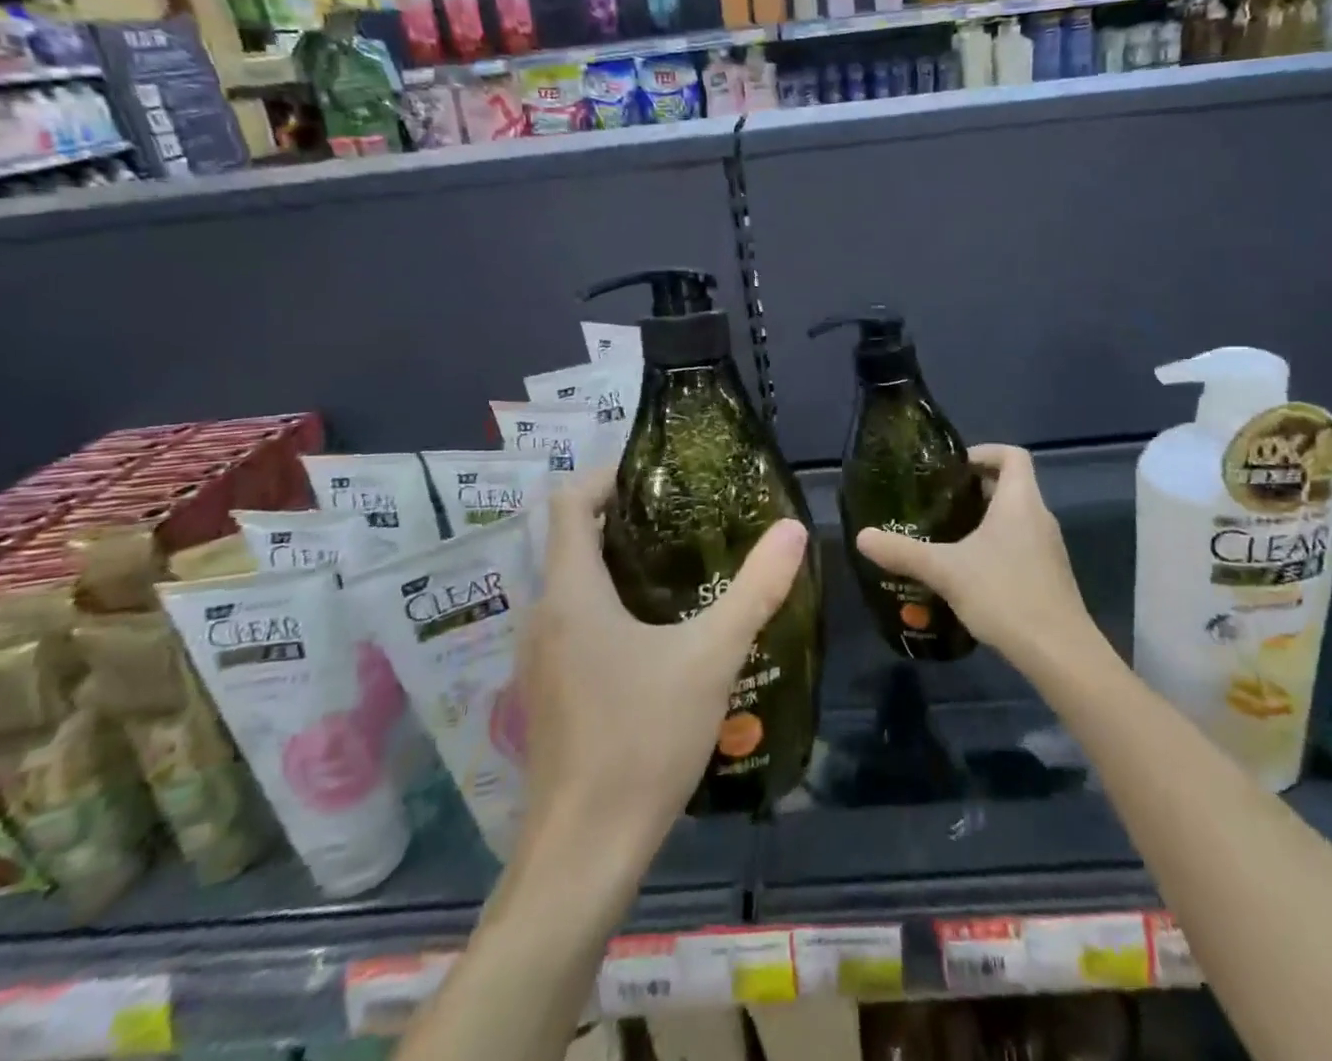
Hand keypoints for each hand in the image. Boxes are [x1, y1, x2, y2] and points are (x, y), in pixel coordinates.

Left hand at [517, 467, 806, 862]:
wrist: (584, 853)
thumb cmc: (641, 740)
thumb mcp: (711, 657)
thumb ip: (755, 589)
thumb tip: (793, 529)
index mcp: (570, 592)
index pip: (567, 502)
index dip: (606, 477)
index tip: (656, 478)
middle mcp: (543, 615)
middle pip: (572, 541)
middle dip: (624, 522)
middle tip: (685, 520)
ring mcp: (538, 658)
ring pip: (573, 586)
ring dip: (618, 567)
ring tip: (680, 570)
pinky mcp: (547, 692)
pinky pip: (573, 624)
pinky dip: (608, 608)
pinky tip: (657, 636)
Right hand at [855, 444, 1095, 679]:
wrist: (1059, 653)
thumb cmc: (1005, 595)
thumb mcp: (946, 571)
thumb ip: (903, 552)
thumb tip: (861, 536)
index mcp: (1020, 501)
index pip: (1011, 454)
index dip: (983, 452)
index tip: (952, 468)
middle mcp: (1039, 517)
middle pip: (1010, 484)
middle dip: (974, 488)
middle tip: (937, 501)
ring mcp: (1048, 548)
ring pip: (1014, 517)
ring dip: (983, 519)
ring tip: (945, 535)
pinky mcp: (1048, 575)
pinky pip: (1019, 544)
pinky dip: (994, 545)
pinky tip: (967, 571)